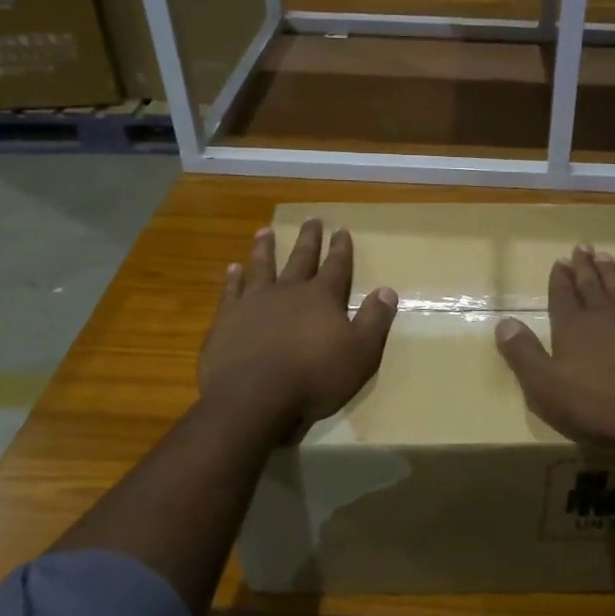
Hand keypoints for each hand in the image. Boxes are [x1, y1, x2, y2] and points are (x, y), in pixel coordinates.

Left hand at [200, 219, 397, 433]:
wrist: (253, 396)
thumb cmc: (314, 377)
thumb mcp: (360, 354)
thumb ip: (374, 320)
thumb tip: (387, 290)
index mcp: (322, 298)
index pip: (337, 266)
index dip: (341, 248)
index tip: (341, 229)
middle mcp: (288, 291)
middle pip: (301, 258)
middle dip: (309, 239)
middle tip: (311, 219)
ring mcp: (254, 302)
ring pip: (262, 267)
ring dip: (265, 248)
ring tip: (265, 231)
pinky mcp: (226, 319)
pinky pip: (230, 291)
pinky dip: (232, 279)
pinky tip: (232, 269)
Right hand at [494, 244, 614, 449]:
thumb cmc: (599, 405)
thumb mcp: (546, 388)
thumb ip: (523, 354)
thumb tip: (503, 322)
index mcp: (571, 326)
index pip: (561, 295)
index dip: (559, 278)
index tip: (559, 261)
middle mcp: (603, 313)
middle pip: (590, 283)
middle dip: (583, 266)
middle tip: (581, 248)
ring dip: (609, 270)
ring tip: (604, 256)